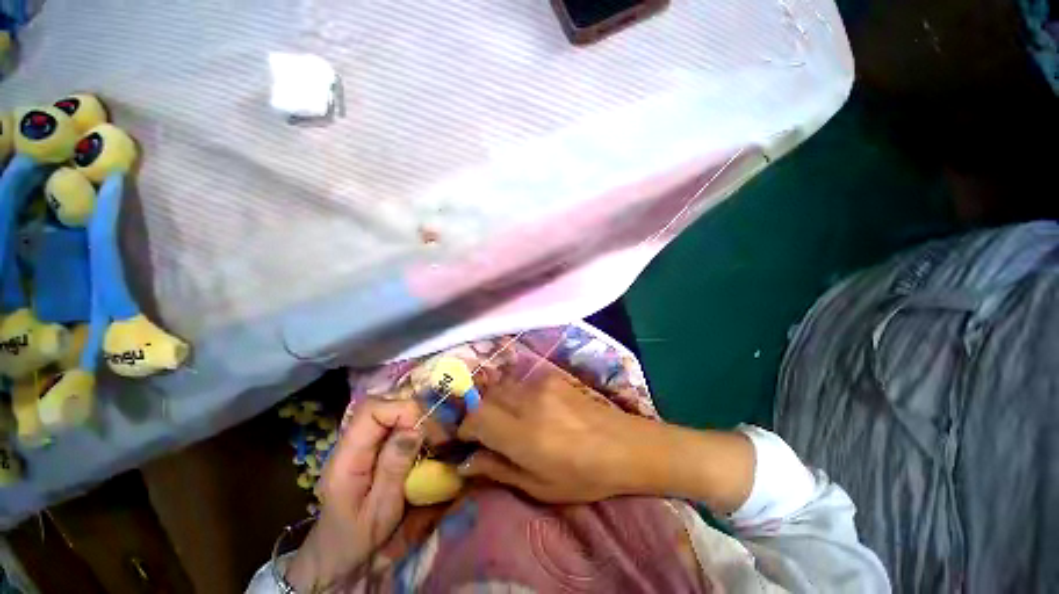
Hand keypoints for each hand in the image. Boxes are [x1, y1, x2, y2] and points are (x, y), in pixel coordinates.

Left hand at [285, 399, 422, 591]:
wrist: (336, 558)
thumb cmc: (356, 540)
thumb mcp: (379, 511)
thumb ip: (394, 468)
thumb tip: (415, 428)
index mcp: (346, 457)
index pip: (371, 410)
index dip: (402, 409)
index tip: (426, 428)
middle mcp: (352, 443)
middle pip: (384, 407)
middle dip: (415, 413)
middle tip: (437, 434)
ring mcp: (361, 445)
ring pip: (391, 414)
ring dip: (417, 420)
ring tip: (435, 439)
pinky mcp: (372, 449)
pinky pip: (395, 427)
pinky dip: (414, 429)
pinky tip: (426, 444)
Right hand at [456, 356, 656, 502]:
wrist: (623, 444)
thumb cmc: (584, 475)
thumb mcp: (539, 486)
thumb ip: (498, 469)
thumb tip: (465, 463)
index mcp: (525, 434)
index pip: (477, 418)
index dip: (466, 428)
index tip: (467, 441)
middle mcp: (529, 402)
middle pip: (486, 396)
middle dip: (478, 413)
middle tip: (486, 433)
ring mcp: (542, 384)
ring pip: (501, 386)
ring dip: (495, 402)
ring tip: (506, 421)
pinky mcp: (552, 376)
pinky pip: (520, 381)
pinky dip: (513, 394)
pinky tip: (527, 409)